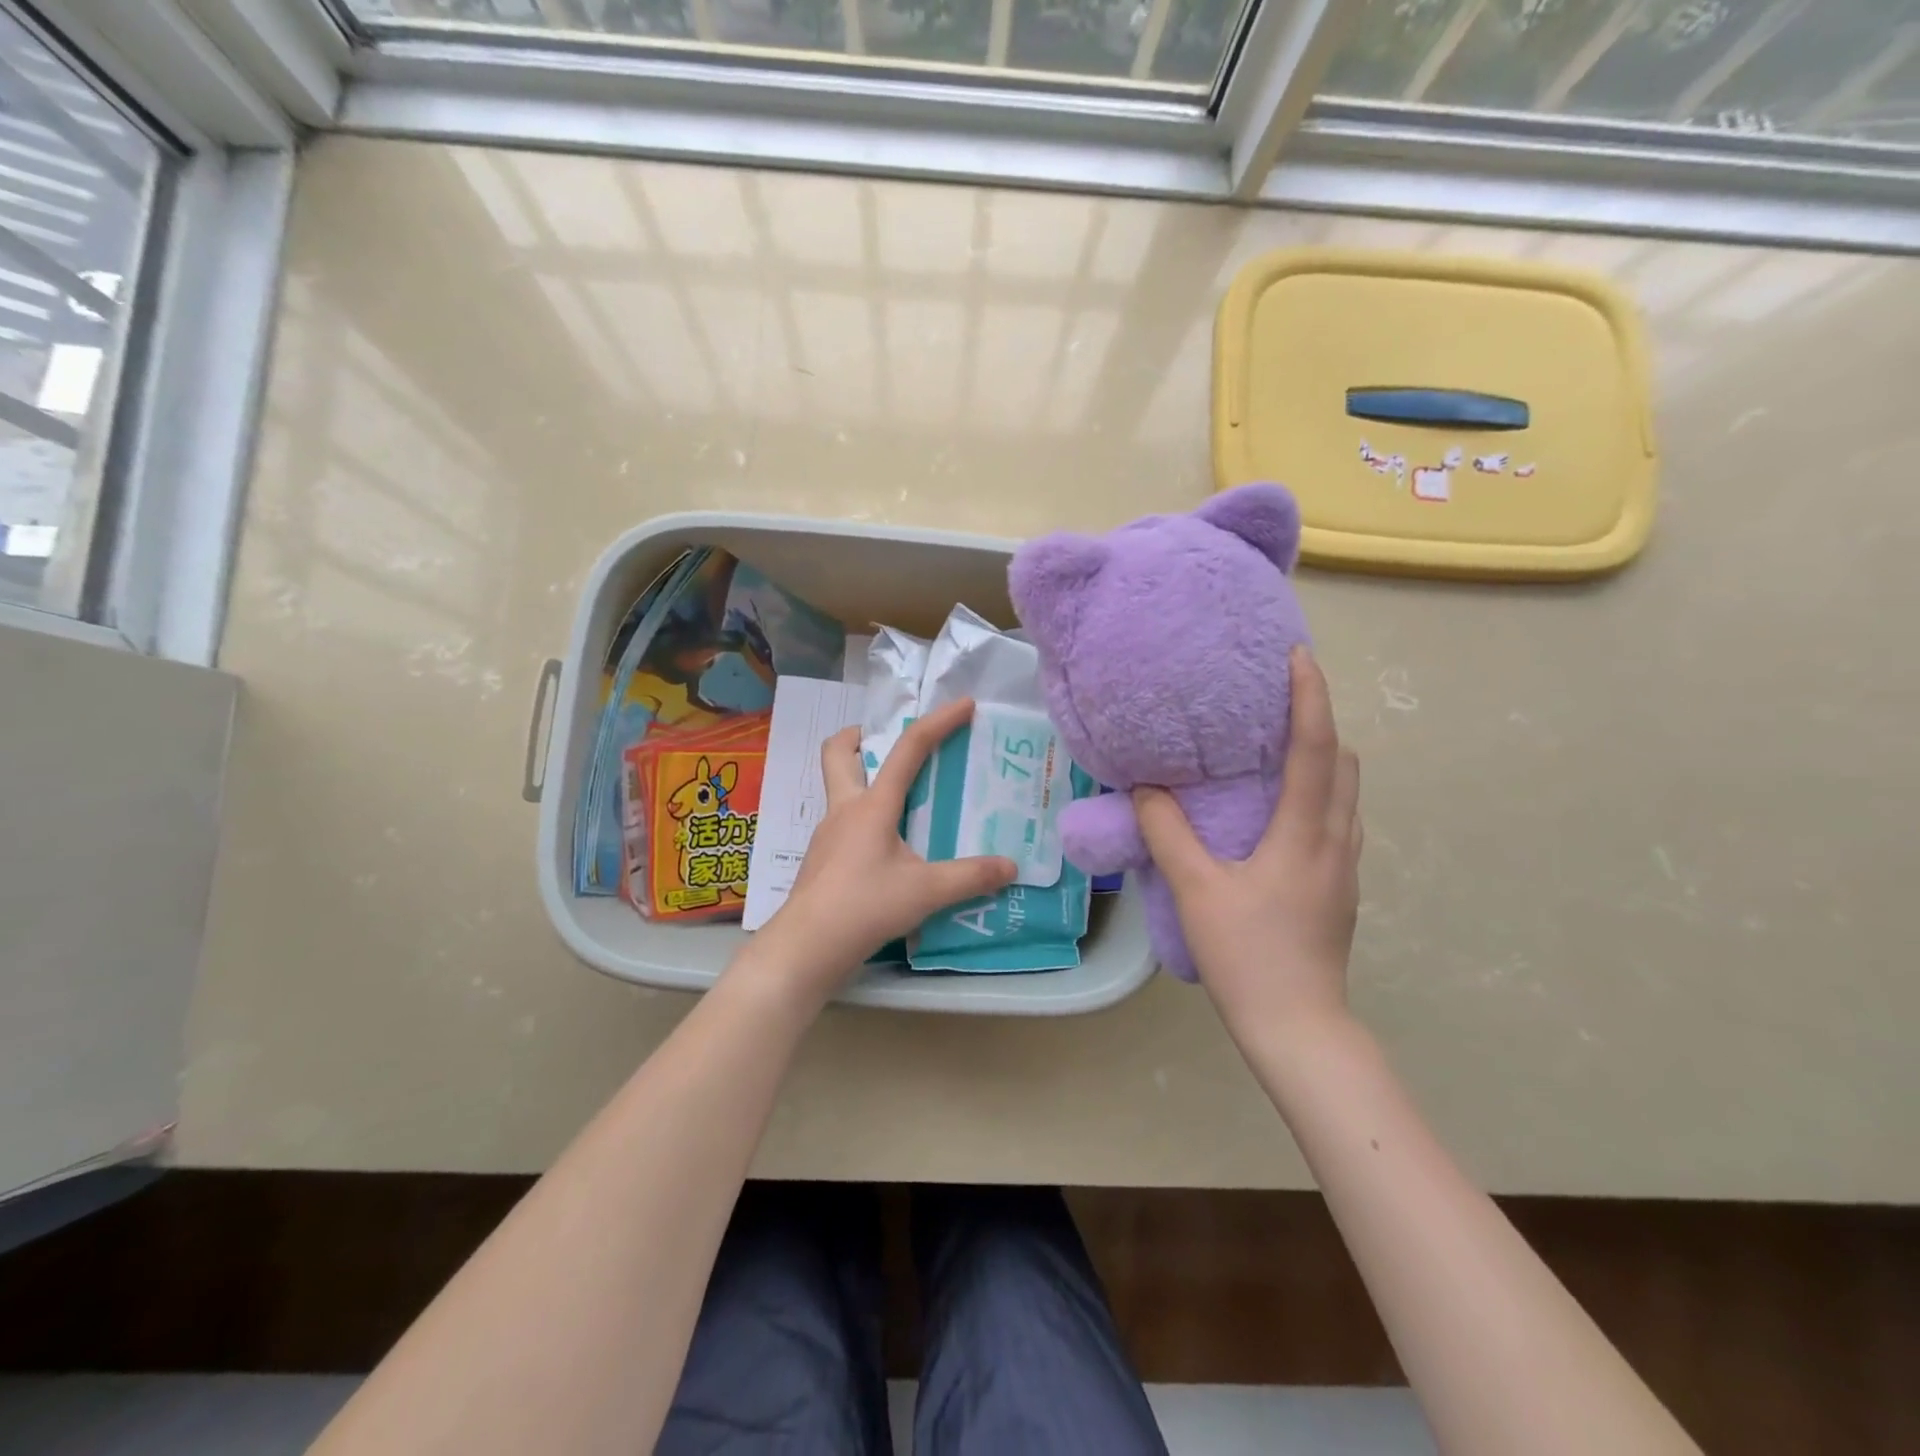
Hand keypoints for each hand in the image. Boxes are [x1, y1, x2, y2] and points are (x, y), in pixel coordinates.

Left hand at [757, 698, 1015, 994]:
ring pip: (840, 788)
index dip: (939, 722)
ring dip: (866, 778)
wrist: (807, 946)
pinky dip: (867, 818)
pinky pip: (845, 822)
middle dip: (861, 736)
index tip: (964, 705)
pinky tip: (889, 846)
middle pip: (838, 752)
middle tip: (892, 744)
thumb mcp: (927, 891)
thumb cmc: (865, 906)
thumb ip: (971, 877)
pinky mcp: (823, 858)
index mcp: (872, 805)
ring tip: (905, 798)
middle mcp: (845, 809)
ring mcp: (829, 834)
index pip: (908, 749)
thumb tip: (1011, 866)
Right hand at [1134, 647, 1360, 1043]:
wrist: (1298, 1028)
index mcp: (1307, 834)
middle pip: (1344, 764)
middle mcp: (1337, 842)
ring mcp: (1345, 869)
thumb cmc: (1247, 954)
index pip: (1316, 749)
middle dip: (1320, 723)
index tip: (1299, 658)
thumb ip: (1168, 833)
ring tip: (1278, 751)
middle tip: (1278, 704)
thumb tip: (1148, 788)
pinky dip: (1319, 795)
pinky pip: (1337, 822)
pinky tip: (1282, 813)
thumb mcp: (1196, 890)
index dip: (1310, 698)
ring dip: (1322, 761)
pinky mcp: (1340, 890)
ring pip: (1346, 796)